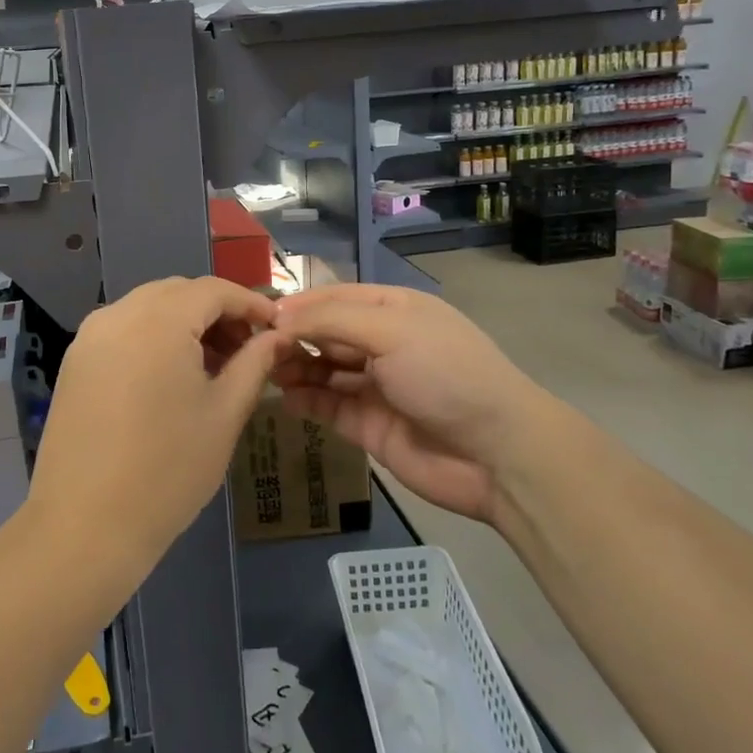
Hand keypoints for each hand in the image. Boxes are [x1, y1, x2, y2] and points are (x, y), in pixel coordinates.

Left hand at [27, 277, 287, 587]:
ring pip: (147, 309)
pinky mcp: (74, 362)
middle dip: (217, 312)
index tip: (276, 327)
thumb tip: (278, 337)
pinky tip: (170, 378)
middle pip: (177, 293)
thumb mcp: (224, 414)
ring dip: (184, 324)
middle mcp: (118, 314)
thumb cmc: (168, 470)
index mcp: (158, 320)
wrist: (85, 525)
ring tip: (212, 366)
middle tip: (246, 349)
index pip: (212, 289)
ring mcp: (89, 337)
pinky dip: (153, 338)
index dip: (249, 302)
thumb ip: (254, 363)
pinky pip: (122, 330)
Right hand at [272, 284, 565, 527]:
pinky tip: (285, 399)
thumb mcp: (390, 330)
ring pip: (323, 370)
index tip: (260, 316)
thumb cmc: (445, 373)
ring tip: (265, 373)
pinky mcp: (368, 425)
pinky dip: (305, 401)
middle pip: (325, 333)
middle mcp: (383, 343)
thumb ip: (331, 320)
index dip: (299, 305)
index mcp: (394, 309)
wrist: (496, 454)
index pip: (335, 298)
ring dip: (295, 368)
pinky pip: (328, 406)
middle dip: (293, 338)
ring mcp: (375, 385)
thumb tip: (279, 317)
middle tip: (255, 349)